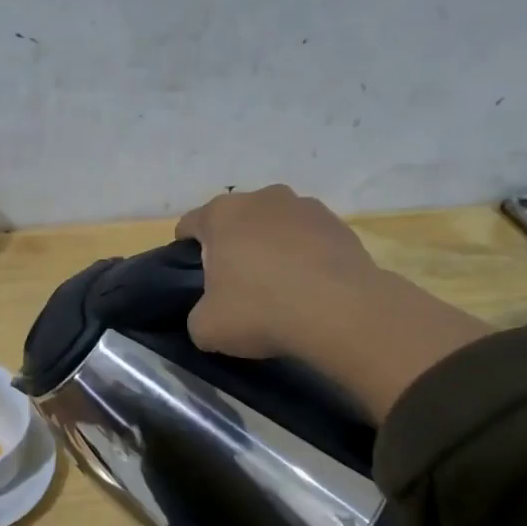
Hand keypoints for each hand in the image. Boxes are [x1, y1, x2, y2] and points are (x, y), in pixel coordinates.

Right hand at [175, 185, 491, 418]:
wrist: (341, 312)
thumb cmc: (260, 310)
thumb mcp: (206, 328)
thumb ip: (198, 314)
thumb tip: (209, 313)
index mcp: (220, 214)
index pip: (189, 226)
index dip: (185, 253)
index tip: (195, 281)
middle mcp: (261, 198)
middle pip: (234, 222)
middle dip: (232, 248)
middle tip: (236, 288)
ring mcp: (304, 206)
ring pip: (274, 227)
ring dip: (271, 249)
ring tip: (279, 289)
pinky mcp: (339, 224)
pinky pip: (308, 240)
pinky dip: (304, 258)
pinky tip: (309, 289)